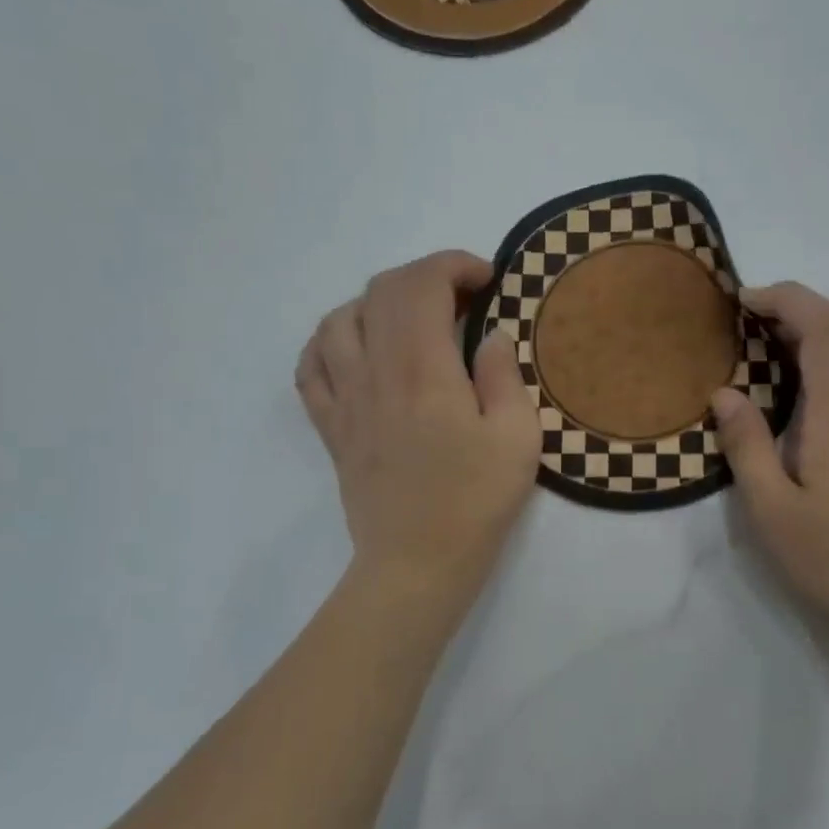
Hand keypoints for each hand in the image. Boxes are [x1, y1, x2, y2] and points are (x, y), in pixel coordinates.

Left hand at [296, 251, 539, 609]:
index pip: (422, 284)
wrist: (417, 562)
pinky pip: (311, 365)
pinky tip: (357, 351)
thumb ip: (504, 374)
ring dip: (378, 304)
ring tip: (410, 322)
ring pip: (339, 319)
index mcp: (423, 370)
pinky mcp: (331, 427)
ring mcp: (345, 399)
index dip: (454, 266)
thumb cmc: (475, 501)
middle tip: (461, 300)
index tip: (487, 281)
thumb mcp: (518, 437)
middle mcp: (375, 372)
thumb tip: (489, 336)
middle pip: (381, 292)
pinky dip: (331, 342)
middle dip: (424, 277)